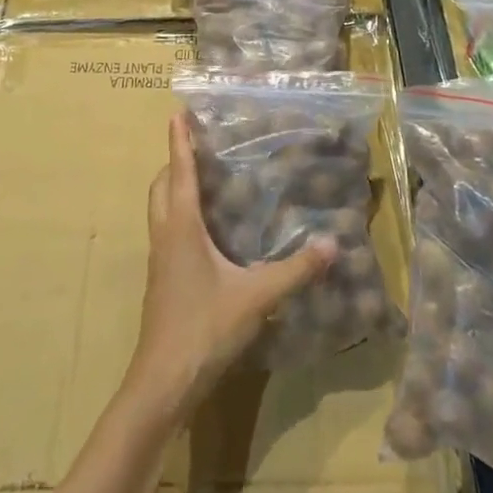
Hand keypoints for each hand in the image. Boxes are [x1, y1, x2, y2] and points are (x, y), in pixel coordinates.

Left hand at [127, 116, 335, 415]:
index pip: (179, 172)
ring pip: (160, 209)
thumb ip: (295, 270)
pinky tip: (207, 230)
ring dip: (174, 188)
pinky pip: (167, 230)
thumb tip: (333, 244)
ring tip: (205, 179)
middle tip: (200, 146)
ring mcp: (159, 259)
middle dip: (175, 161)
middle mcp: (165, 235)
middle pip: (161, 186)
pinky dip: (180, 214)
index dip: (179, 141)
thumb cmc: (204, 327)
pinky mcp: (162, 278)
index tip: (177, 113)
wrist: (163, 379)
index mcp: (181, 228)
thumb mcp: (256, 297)